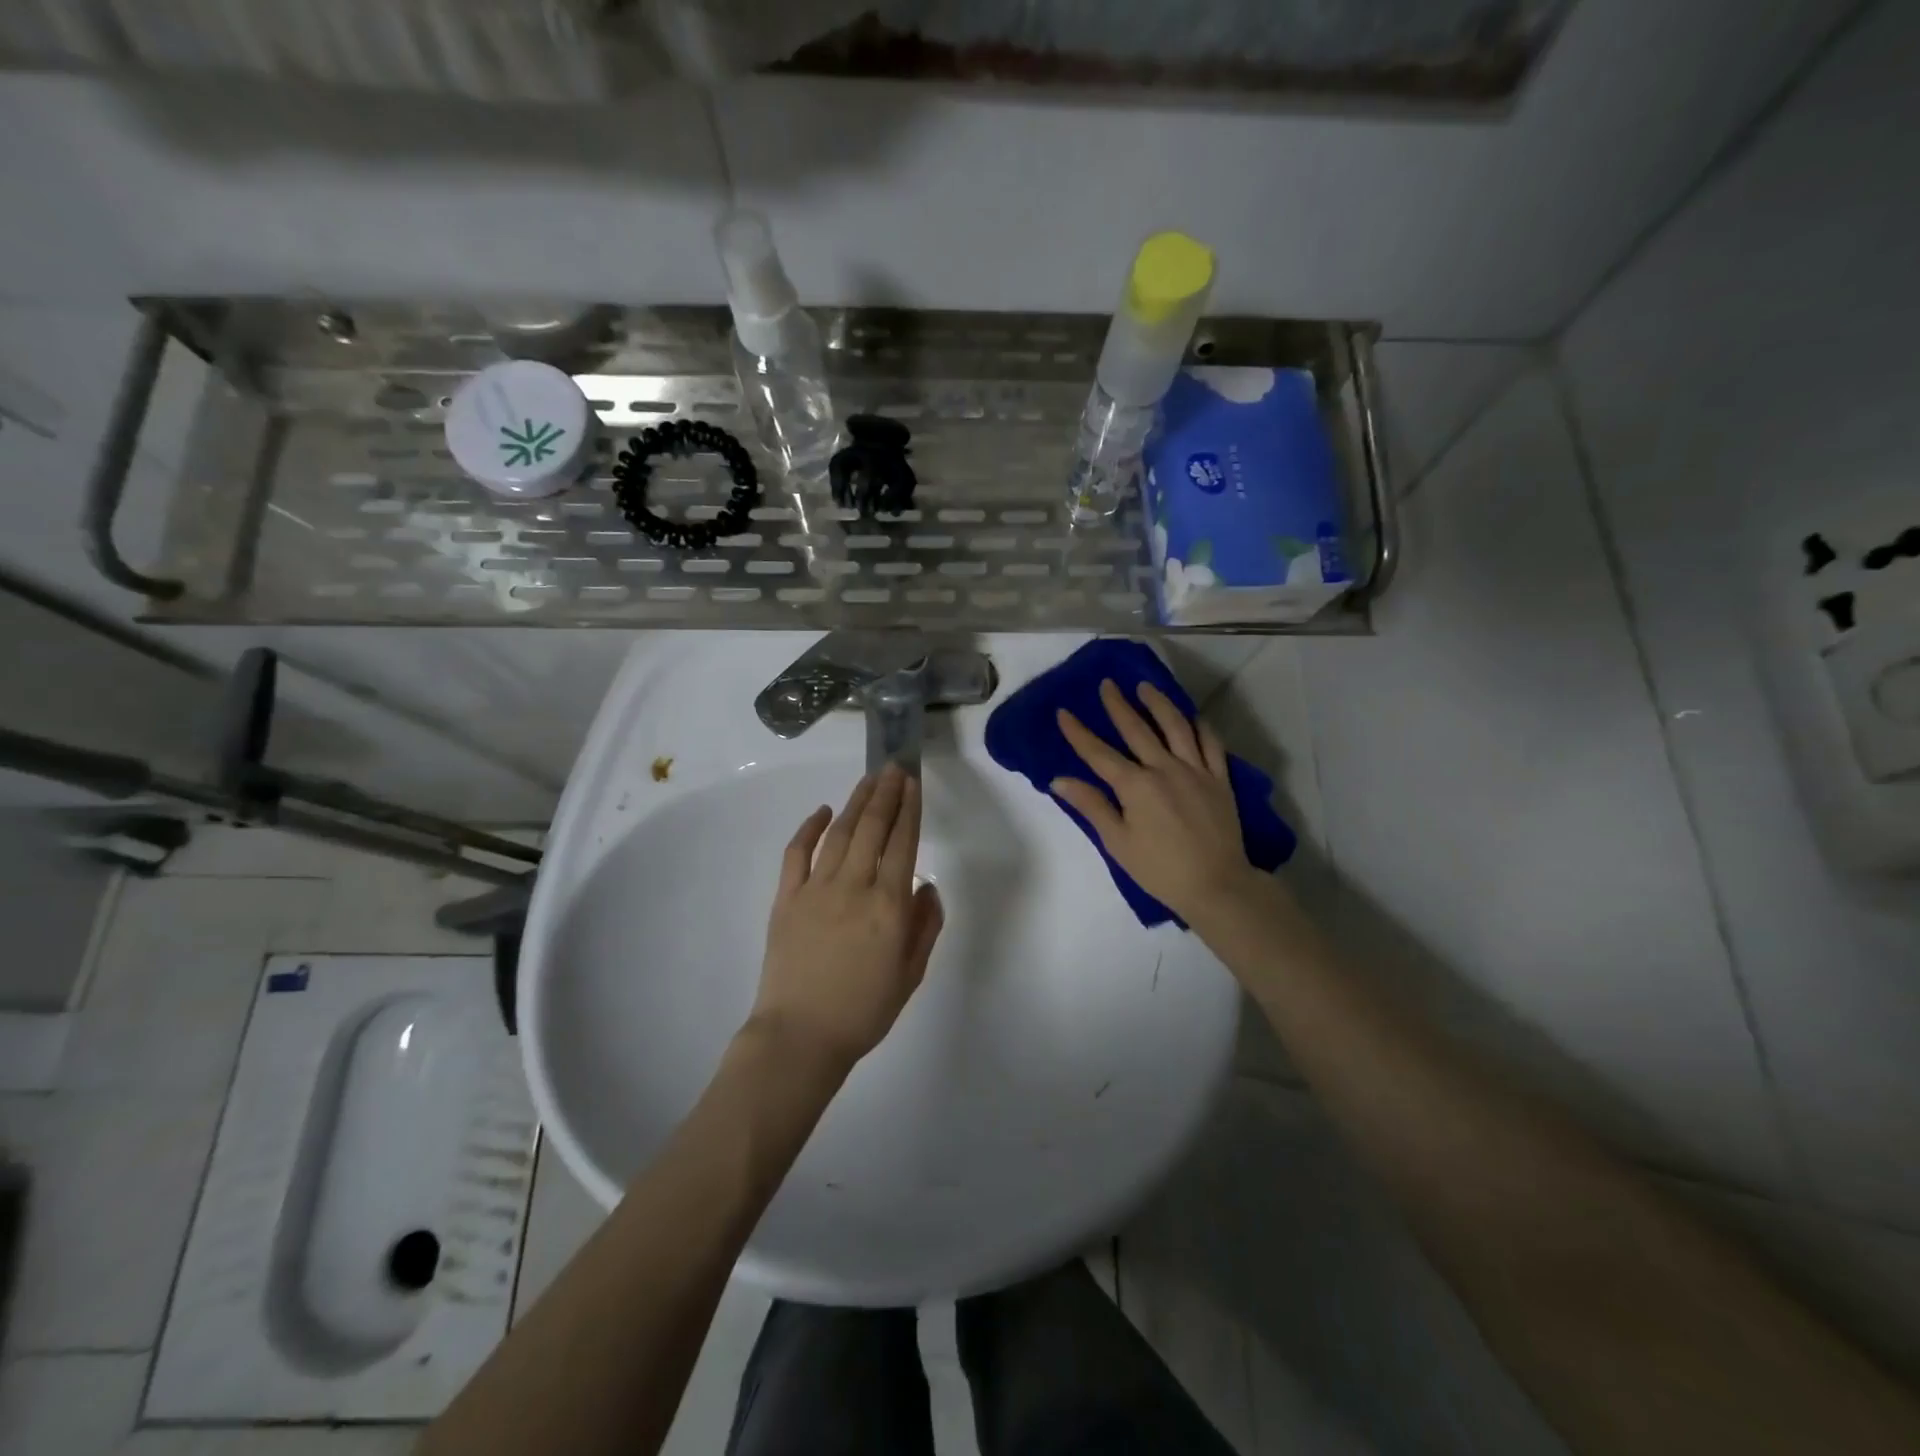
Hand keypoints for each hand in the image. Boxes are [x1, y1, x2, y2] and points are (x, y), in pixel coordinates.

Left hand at [752, 764, 943, 1067]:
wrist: (800, 1037)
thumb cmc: (863, 1011)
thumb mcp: (911, 975)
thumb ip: (925, 926)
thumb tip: (927, 886)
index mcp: (889, 906)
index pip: (904, 843)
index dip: (909, 809)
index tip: (913, 782)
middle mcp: (855, 887)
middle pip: (873, 828)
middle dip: (886, 793)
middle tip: (894, 767)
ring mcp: (816, 889)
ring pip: (840, 833)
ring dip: (856, 802)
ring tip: (869, 779)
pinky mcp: (786, 898)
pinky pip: (797, 853)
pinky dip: (810, 828)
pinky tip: (823, 811)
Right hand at [1052, 679, 1258, 924]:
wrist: (1216, 885)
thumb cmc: (1160, 869)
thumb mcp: (1117, 842)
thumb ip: (1091, 806)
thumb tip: (1059, 780)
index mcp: (1135, 785)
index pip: (1099, 753)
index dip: (1079, 732)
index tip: (1064, 712)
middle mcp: (1164, 768)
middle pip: (1137, 729)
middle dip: (1118, 705)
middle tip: (1107, 684)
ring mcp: (1195, 770)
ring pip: (1176, 726)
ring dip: (1159, 703)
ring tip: (1146, 687)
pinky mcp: (1220, 779)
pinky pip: (1211, 743)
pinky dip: (1200, 726)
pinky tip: (1192, 716)